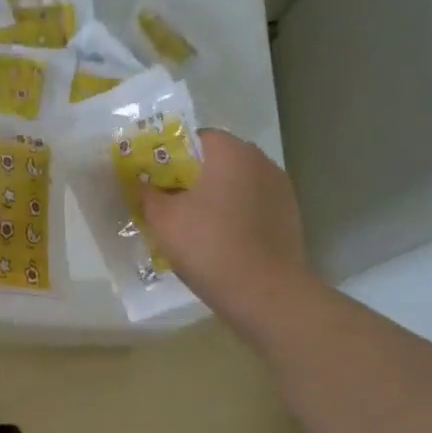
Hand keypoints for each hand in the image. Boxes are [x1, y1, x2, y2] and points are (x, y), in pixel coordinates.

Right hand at [141, 130, 314, 335]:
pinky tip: (219, 241)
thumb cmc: (210, 247)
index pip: (195, 138)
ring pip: (235, 184)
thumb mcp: (163, 220)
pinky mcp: (289, 216)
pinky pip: (251, 206)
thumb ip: (148, 194)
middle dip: (191, 177)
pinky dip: (233, 215)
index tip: (154, 180)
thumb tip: (142, 184)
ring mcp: (280, 189)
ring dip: (214, 197)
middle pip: (217, 160)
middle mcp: (260, 161)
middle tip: (168, 203)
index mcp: (230, 152)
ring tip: (193, 225)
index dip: (170, 156)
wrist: (266, 294)